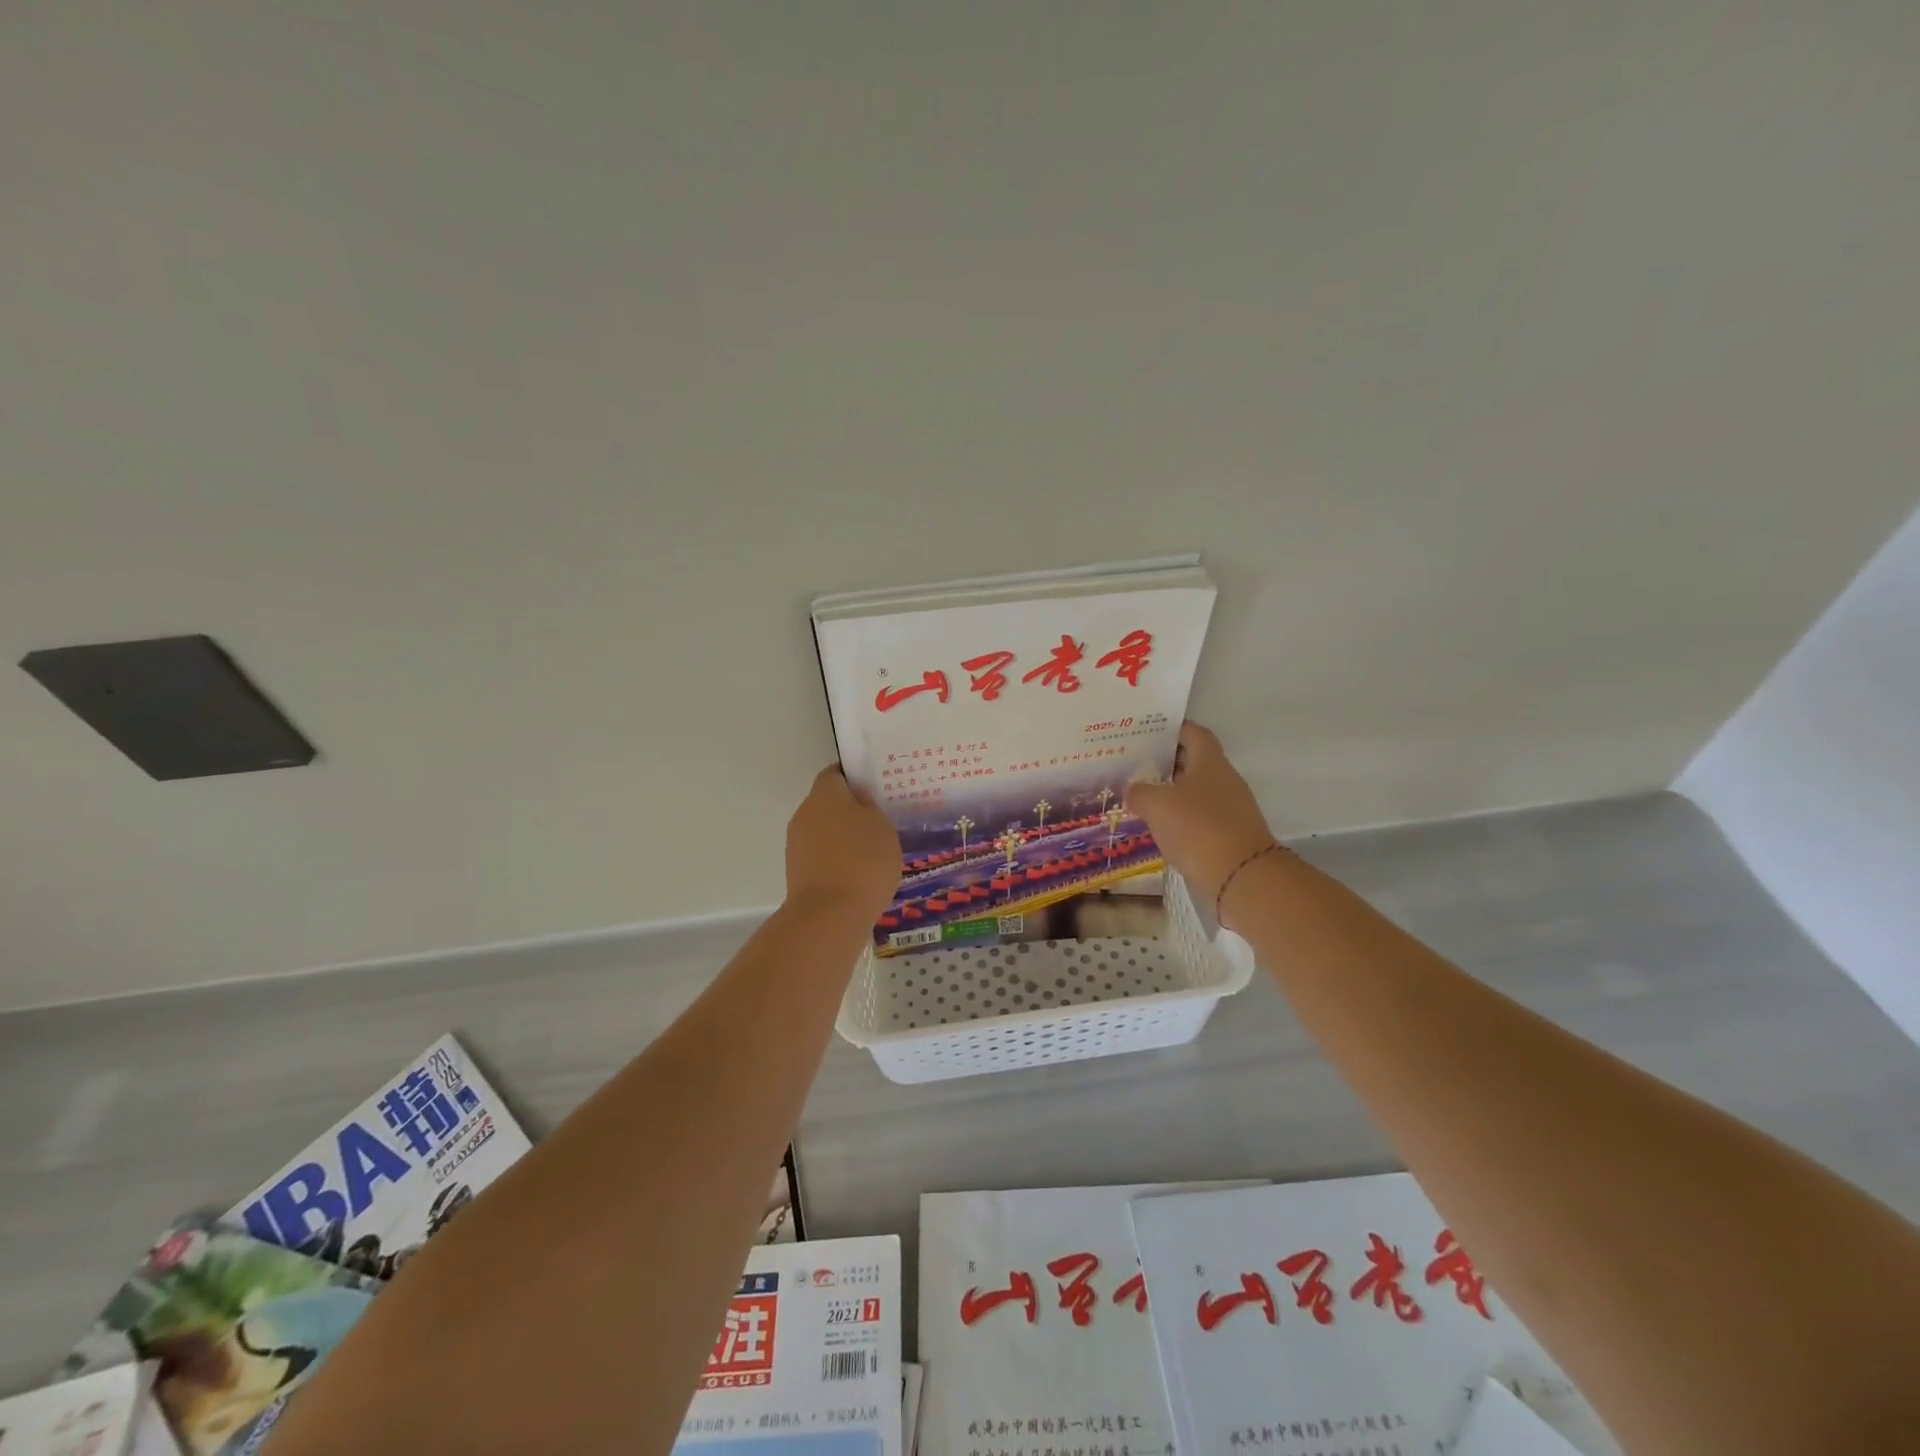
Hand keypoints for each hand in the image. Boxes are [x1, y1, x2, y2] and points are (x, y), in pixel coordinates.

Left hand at [784, 765, 901, 922]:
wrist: (830, 915)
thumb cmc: (863, 861)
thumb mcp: (882, 827)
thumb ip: (870, 808)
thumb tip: (859, 800)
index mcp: (825, 794)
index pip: (836, 773)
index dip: (854, 778)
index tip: (875, 789)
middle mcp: (804, 813)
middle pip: (827, 803)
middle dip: (850, 810)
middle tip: (878, 822)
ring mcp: (796, 844)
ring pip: (823, 831)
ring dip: (842, 837)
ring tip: (871, 853)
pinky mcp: (796, 872)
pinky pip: (820, 856)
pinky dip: (836, 860)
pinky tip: (858, 874)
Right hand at [1125, 722, 1276, 920]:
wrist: (1242, 878)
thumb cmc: (1197, 828)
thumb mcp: (1156, 805)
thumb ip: (1139, 792)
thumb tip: (1133, 790)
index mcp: (1210, 762)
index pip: (1194, 733)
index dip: (1172, 729)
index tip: (1147, 733)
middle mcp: (1225, 780)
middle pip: (1195, 762)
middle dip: (1166, 763)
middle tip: (1135, 766)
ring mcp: (1232, 809)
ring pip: (1197, 792)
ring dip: (1172, 794)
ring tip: (1141, 798)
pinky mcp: (1231, 836)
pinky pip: (1201, 819)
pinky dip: (1182, 820)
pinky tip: (1161, 829)